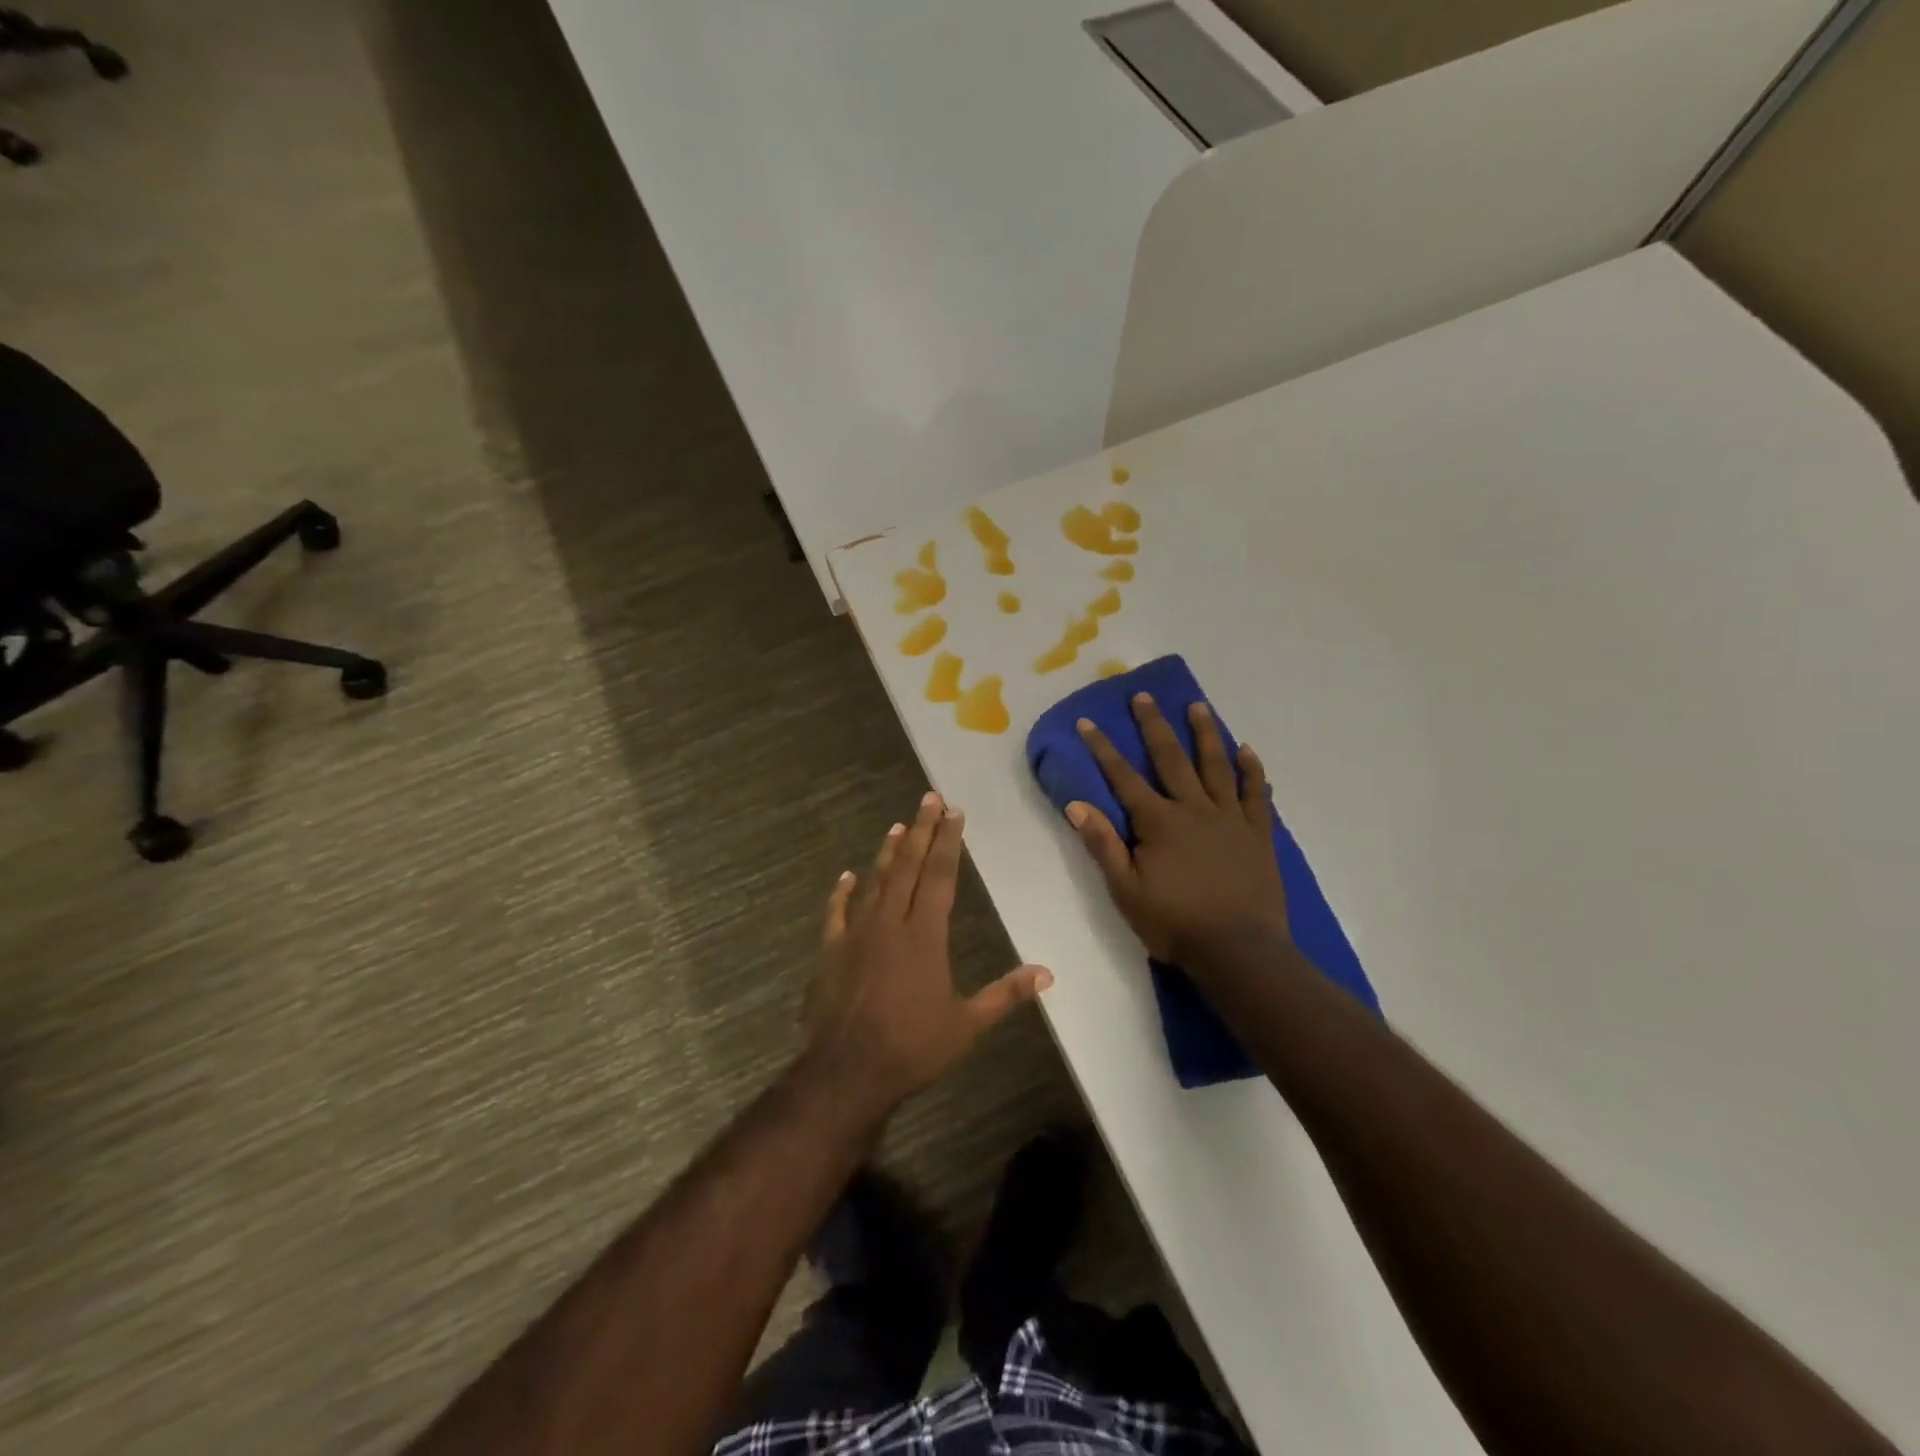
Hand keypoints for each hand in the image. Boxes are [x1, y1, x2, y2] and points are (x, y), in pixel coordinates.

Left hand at [803, 792, 1052, 1112]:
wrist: (848, 1071)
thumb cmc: (913, 1047)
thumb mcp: (968, 1024)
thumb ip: (1006, 994)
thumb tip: (1048, 973)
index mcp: (925, 934)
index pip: (941, 875)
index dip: (949, 842)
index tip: (954, 812)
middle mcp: (891, 922)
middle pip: (908, 866)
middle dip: (922, 830)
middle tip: (930, 798)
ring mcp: (857, 933)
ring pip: (874, 881)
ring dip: (887, 853)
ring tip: (897, 826)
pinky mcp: (831, 950)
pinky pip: (836, 913)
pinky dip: (841, 893)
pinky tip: (845, 876)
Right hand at [1067, 695, 1288, 965]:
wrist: (1239, 951)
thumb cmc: (1175, 923)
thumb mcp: (1126, 891)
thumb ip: (1103, 845)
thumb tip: (1077, 805)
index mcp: (1159, 822)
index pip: (1124, 778)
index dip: (1103, 749)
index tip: (1088, 721)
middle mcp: (1194, 809)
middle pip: (1171, 759)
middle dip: (1154, 725)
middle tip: (1144, 696)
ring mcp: (1231, 818)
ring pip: (1216, 766)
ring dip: (1205, 734)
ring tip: (1198, 706)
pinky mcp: (1258, 833)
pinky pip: (1256, 794)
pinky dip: (1252, 770)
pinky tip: (1246, 750)